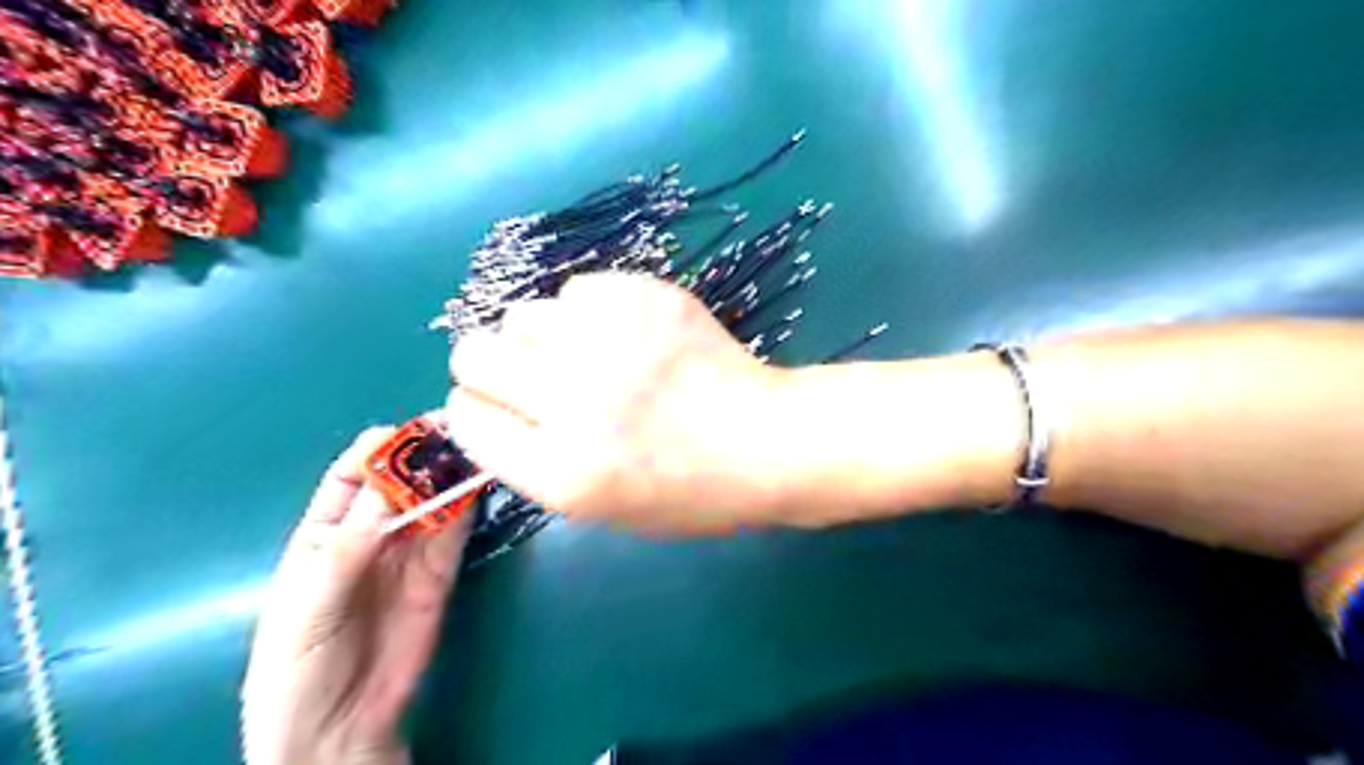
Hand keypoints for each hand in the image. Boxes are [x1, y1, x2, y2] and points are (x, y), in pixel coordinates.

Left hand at [237, 431, 466, 763]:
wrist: (338, 729)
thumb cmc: (298, 667)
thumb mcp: (308, 606)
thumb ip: (348, 548)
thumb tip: (391, 486)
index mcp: (325, 532)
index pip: (355, 473)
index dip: (381, 448)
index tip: (413, 432)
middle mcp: (372, 532)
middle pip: (403, 480)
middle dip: (428, 454)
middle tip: (461, 433)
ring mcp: (410, 551)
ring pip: (435, 499)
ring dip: (454, 475)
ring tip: (481, 451)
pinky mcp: (441, 572)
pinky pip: (457, 531)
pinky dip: (469, 507)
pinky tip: (481, 486)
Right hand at [442, 273, 794, 530]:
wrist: (762, 441)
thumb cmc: (687, 491)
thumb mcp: (597, 507)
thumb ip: (532, 460)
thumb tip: (489, 406)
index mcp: (558, 469)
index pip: (466, 417)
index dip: (478, 410)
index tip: (500, 407)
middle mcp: (569, 399)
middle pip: (473, 354)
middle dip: (492, 365)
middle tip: (534, 373)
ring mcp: (607, 340)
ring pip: (521, 313)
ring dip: (542, 335)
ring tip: (588, 352)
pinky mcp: (641, 297)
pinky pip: (578, 289)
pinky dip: (590, 310)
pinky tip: (627, 333)